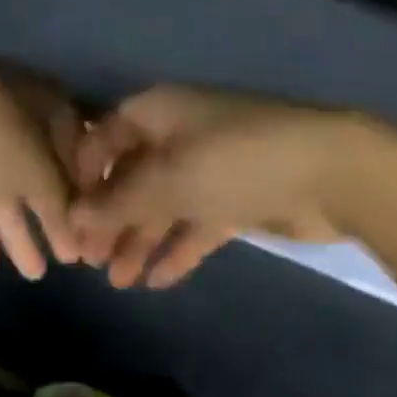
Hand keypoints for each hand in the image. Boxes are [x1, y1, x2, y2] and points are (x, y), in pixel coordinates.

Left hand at [0, 42, 82, 279]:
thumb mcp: (40, 171)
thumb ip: (62, 205)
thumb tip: (79, 234)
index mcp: (46, 104)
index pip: (78, 149)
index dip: (87, 190)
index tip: (97, 228)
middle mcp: (11, 115)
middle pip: (38, 173)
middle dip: (52, 217)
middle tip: (69, 261)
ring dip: (15, 230)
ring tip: (34, 274)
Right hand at [71, 86, 366, 288]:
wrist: (329, 173)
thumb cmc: (235, 161)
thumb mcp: (169, 180)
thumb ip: (119, 202)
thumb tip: (74, 218)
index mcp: (159, 114)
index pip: (105, 138)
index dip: (83, 175)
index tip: (66, 216)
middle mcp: (179, 136)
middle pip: (132, 177)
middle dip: (111, 218)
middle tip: (90, 262)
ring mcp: (210, 168)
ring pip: (163, 205)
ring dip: (140, 240)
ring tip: (119, 282)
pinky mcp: (236, 199)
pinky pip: (196, 224)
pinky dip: (178, 249)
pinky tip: (157, 280)